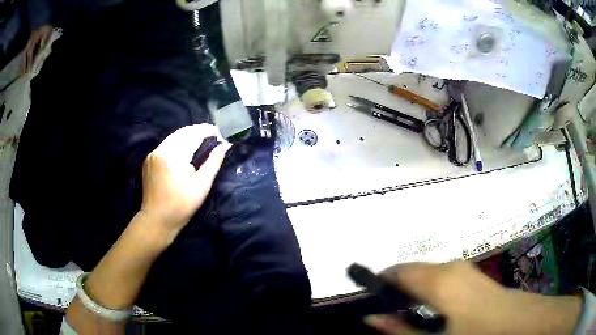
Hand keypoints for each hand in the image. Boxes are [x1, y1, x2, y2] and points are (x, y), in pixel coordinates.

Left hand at [140, 124, 231, 238]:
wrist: (156, 220)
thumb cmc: (181, 206)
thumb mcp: (201, 186)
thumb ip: (213, 163)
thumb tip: (225, 145)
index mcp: (173, 156)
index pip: (193, 135)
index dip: (208, 131)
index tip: (221, 133)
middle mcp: (161, 150)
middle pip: (183, 132)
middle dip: (198, 130)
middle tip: (213, 135)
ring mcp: (153, 154)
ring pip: (174, 136)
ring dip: (188, 135)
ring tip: (202, 139)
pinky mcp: (150, 159)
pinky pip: (166, 144)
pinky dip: (178, 142)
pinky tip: (186, 148)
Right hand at [364, 261, 581, 334]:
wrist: (517, 321)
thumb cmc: (476, 333)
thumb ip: (400, 330)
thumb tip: (370, 319)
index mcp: (439, 280)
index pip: (398, 272)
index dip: (379, 282)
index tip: (368, 299)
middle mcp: (449, 267)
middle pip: (411, 271)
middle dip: (395, 288)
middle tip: (386, 312)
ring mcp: (462, 268)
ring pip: (426, 273)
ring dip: (411, 290)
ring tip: (405, 313)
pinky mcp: (469, 274)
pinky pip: (439, 276)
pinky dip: (426, 288)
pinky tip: (429, 309)